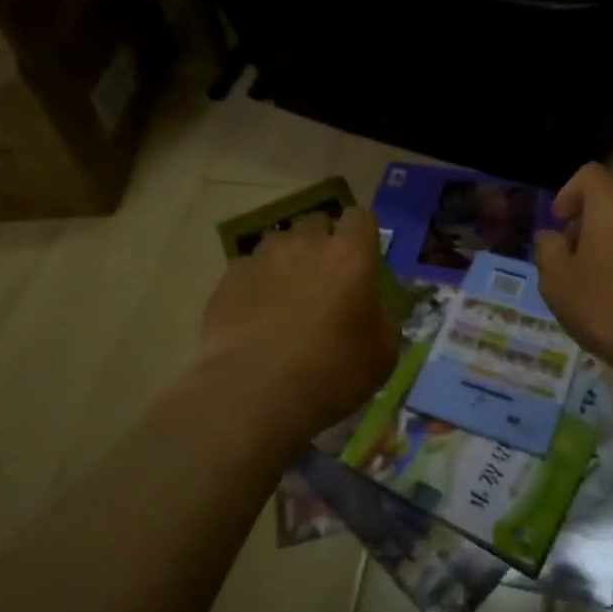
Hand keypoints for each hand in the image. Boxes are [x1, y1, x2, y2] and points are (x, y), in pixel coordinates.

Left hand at [198, 207, 399, 435]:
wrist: (255, 393)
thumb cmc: (332, 373)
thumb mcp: (383, 354)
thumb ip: (381, 319)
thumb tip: (372, 310)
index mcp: (349, 256)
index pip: (360, 218)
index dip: (361, 236)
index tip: (361, 260)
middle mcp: (305, 244)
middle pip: (316, 223)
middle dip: (321, 243)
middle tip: (323, 281)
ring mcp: (262, 257)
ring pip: (279, 244)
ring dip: (287, 262)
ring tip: (284, 300)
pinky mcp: (229, 278)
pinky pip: (249, 270)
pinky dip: (255, 285)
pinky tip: (255, 318)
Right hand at [536, 163, 612, 375]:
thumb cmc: (605, 306)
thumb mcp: (556, 280)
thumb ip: (547, 249)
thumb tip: (552, 238)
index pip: (589, 175)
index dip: (568, 194)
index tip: (558, 225)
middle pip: (612, 201)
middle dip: (587, 223)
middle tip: (571, 259)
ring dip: (610, 243)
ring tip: (595, 283)